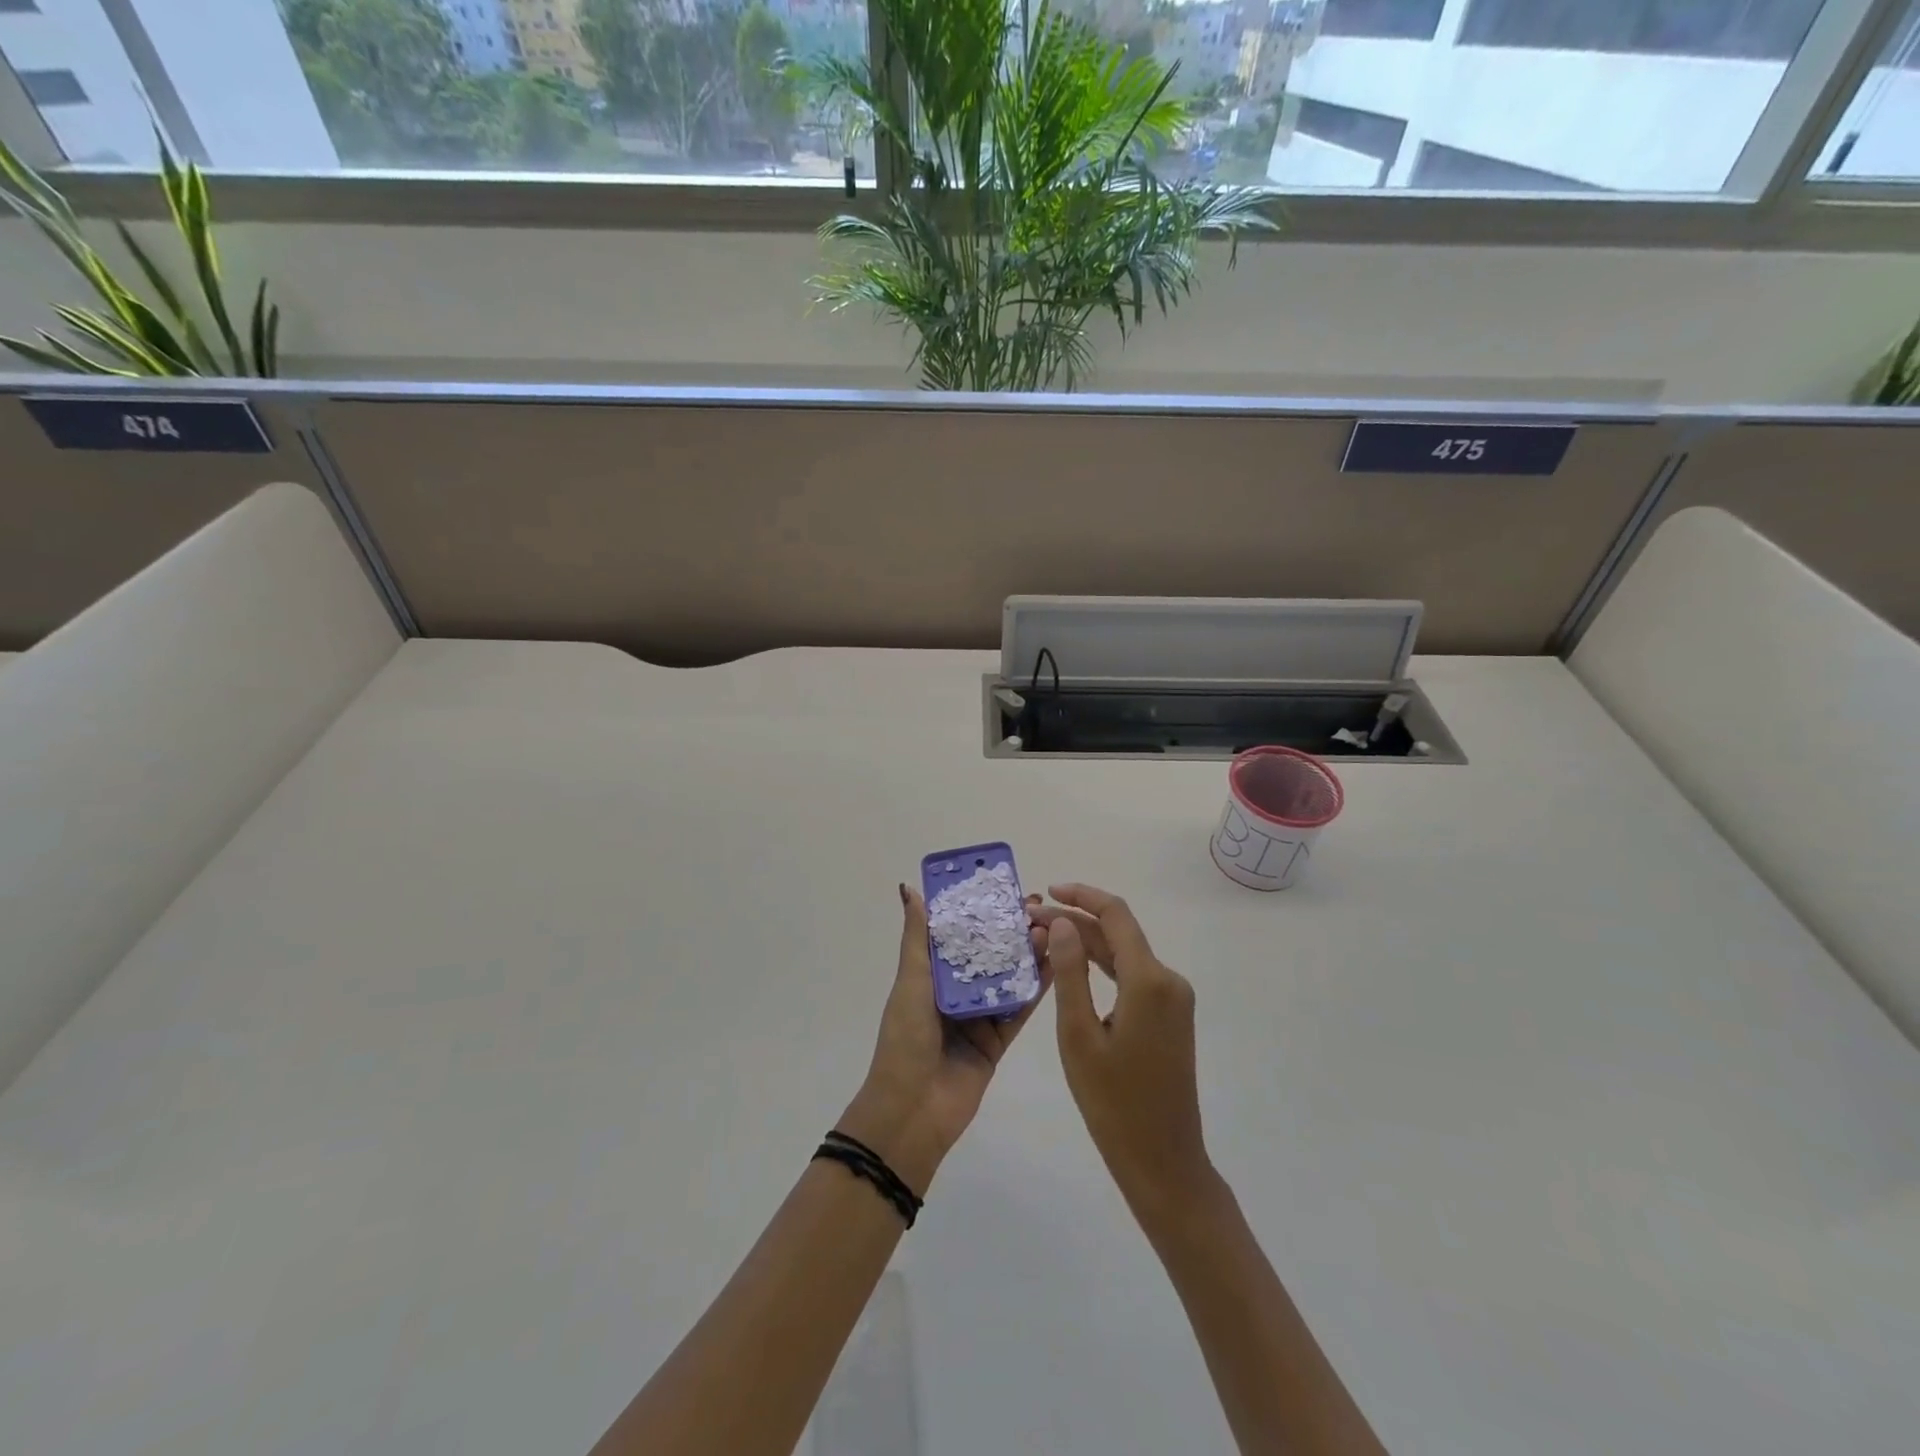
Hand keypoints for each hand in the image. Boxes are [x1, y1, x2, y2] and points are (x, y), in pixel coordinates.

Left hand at [838, 884, 1049, 1196]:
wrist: (913, 1111)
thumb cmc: (906, 1040)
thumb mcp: (910, 982)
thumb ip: (917, 938)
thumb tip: (909, 888)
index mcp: (931, 975)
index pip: (958, 934)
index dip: (979, 910)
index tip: (1003, 886)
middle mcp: (956, 991)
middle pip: (988, 953)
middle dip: (1010, 929)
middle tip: (1039, 905)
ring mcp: (979, 1016)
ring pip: (1008, 978)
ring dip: (1028, 954)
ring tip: (1052, 928)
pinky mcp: (998, 1040)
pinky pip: (1019, 1009)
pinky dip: (1036, 988)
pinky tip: (1057, 964)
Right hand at [1034, 883, 1211, 1218]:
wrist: (1162, 1160)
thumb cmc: (1113, 1102)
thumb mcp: (1078, 1035)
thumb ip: (1070, 973)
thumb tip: (1063, 922)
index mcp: (1150, 980)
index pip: (1115, 915)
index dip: (1081, 895)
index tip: (1047, 892)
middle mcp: (1168, 980)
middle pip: (1118, 933)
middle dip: (1075, 921)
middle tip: (1030, 922)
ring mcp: (1172, 999)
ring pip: (1124, 954)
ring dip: (1086, 943)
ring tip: (1043, 939)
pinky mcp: (1169, 1016)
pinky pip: (1132, 977)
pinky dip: (1102, 966)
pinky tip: (1072, 969)